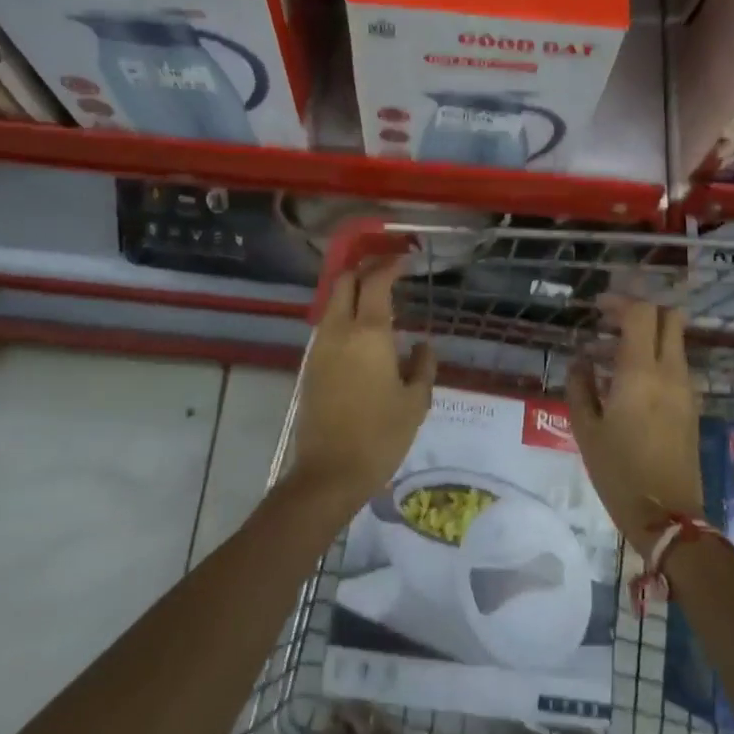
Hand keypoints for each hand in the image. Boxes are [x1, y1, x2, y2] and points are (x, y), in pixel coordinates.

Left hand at [288, 256, 436, 516]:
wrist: (329, 473)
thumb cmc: (380, 436)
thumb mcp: (416, 402)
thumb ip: (423, 366)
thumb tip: (422, 345)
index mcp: (369, 333)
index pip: (376, 282)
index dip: (390, 265)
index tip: (406, 259)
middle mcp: (340, 331)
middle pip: (346, 281)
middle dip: (365, 269)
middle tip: (389, 270)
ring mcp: (320, 347)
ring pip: (333, 301)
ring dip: (353, 291)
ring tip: (378, 298)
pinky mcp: (311, 365)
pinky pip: (328, 325)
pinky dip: (345, 313)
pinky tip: (362, 331)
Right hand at [566, 300, 703, 556]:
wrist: (669, 519)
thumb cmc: (619, 473)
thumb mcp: (586, 430)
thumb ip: (579, 386)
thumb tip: (580, 360)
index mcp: (641, 373)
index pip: (641, 313)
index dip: (619, 302)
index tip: (596, 309)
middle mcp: (670, 373)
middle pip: (669, 317)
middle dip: (639, 311)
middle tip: (608, 324)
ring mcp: (686, 389)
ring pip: (672, 341)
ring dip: (644, 337)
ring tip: (605, 359)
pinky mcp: (691, 406)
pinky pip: (674, 365)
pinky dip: (653, 359)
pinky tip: (625, 384)